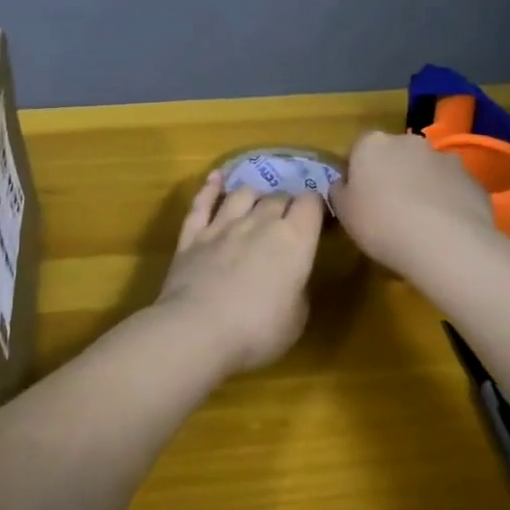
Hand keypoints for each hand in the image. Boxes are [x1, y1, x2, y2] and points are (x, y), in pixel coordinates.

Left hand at [154, 172, 324, 373]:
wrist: (198, 330)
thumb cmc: (257, 330)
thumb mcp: (297, 318)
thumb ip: (298, 288)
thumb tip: (291, 276)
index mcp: (294, 239)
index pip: (311, 203)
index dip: (315, 208)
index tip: (316, 219)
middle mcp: (259, 222)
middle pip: (277, 197)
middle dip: (285, 205)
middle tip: (287, 221)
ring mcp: (222, 225)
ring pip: (242, 194)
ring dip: (253, 196)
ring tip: (256, 203)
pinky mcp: (192, 235)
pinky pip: (202, 203)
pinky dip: (209, 188)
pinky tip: (215, 179)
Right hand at [329, 131, 495, 276]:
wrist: (445, 244)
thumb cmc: (381, 224)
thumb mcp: (343, 212)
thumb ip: (339, 192)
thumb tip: (343, 185)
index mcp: (372, 143)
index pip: (357, 149)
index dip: (355, 172)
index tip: (356, 197)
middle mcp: (409, 141)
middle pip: (394, 154)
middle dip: (390, 174)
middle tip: (387, 208)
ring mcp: (445, 158)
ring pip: (425, 169)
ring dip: (420, 185)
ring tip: (418, 221)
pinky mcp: (472, 180)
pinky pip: (451, 188)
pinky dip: (445, 200)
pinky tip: (443, 228)